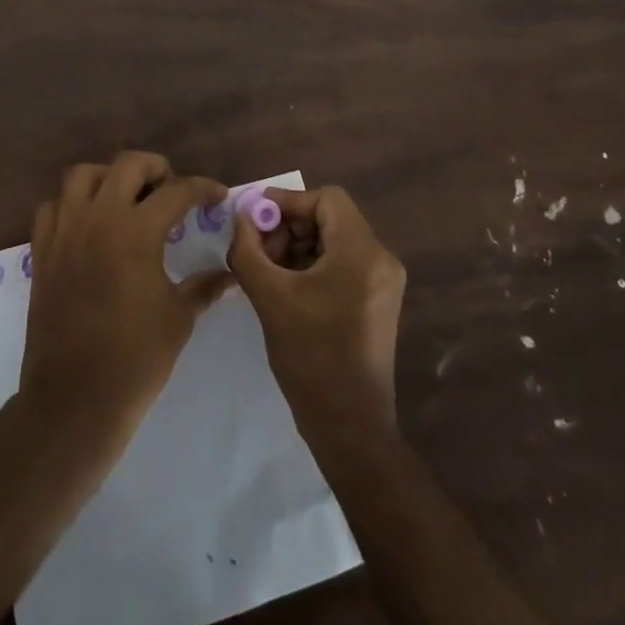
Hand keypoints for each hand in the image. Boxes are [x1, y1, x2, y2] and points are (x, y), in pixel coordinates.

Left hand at [19, 152, 231, 452]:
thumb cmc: (135, 359)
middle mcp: (98, 218)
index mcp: (136, 231)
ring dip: (109, 177)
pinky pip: (53, 207)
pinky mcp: (42, 251)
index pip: (177, 191)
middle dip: (156, 168)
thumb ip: (204, 287)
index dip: (203, 189)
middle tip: (171, 189)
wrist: (74, 400)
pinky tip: (89, 224)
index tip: (217, 196)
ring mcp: (64, 231)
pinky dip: (72, 204)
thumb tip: (229, 274)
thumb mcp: (179, 318)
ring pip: (82, 175)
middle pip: (127, 164)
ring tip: (126, 198)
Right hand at [228, 186, 405, 437]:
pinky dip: (313, 265)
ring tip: (269, 272)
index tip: (256, 218)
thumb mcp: (270, 297)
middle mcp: (381, 259)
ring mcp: (383, 282)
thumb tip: (241, 217)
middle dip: (290, 227)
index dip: (288, 202)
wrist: (349, 426)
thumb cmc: (311, 357)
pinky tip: (287, 287)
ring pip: (335, 241)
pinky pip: (343, 264)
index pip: (327, 199)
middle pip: (331, 218)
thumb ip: (248, 249)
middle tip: (259, 250)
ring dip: (298, 247)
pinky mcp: (378, 301)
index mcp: (362, 252)